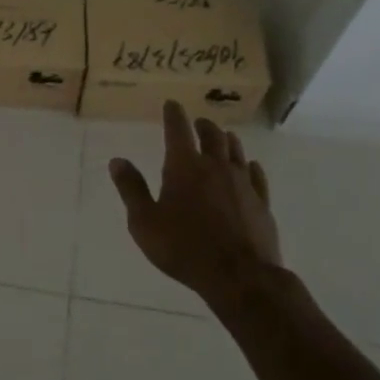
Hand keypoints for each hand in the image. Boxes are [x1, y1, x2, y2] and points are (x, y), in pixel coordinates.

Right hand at [108, 100, 282, 306]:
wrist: (239, 276)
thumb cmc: (183, 248)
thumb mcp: (144, 222)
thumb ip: (131, 189)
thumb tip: (117, 160)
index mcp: (184, 167)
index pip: (178, 130)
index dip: (173, 114)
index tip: (172, 104)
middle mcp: (215, 167)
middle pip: (212, 135)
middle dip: (203, 125)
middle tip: (198, 122)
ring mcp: (242, 183)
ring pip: (236, 151)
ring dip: (227, 140)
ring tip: (223, 137)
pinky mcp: (261, 203)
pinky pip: (257, 175)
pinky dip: (250, 166)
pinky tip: (250, 167)